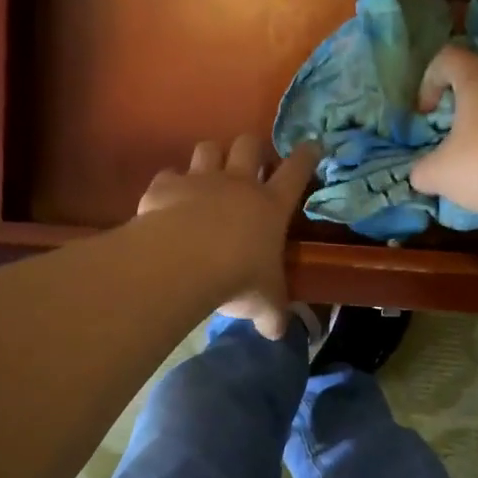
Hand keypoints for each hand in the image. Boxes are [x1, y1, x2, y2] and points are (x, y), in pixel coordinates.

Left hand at [137, 136, 318, 339]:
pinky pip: (169, 175)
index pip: (296, 172)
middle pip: (249, 145)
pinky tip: (168, 201)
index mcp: (270, 205)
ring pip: (209, 148)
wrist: (184, 261)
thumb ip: (271, 313)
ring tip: (210, 172)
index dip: (305, 156)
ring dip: (212, 157)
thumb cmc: (238, 277)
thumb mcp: (264, 301)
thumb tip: (275, 332)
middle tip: (252, 162)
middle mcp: (238, 183)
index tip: (311, 145)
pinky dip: (171, 185)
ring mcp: (200, 180)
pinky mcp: (166, 186)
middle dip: (253, 148)